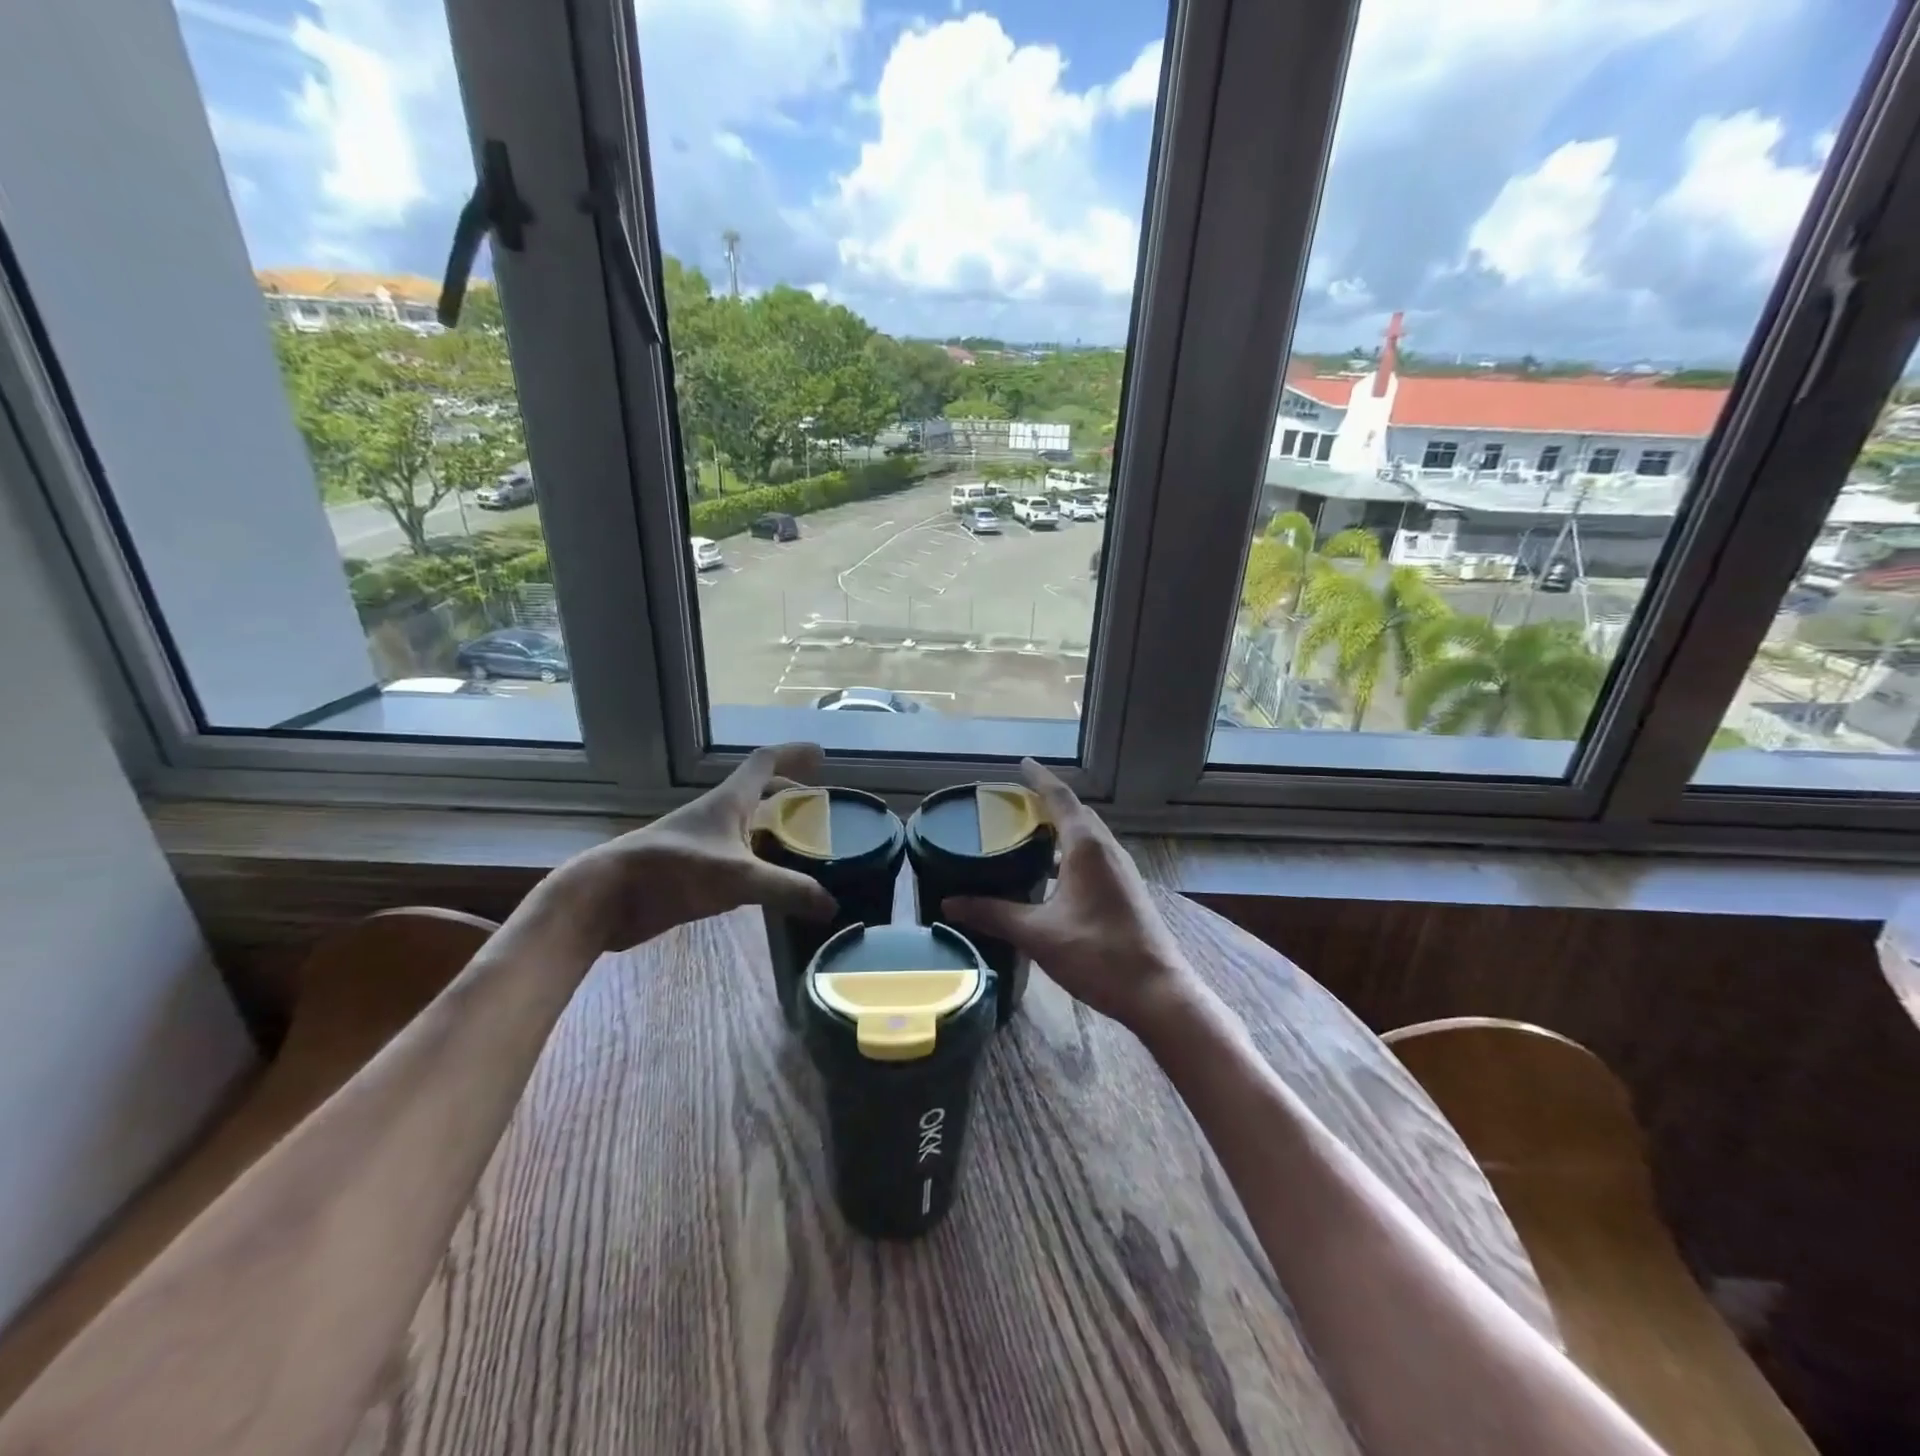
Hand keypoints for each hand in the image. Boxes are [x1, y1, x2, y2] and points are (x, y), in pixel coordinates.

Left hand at [563, 743, 837, 951]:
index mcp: (729, 802)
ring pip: (745, 826)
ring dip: (772, 827)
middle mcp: (716, 815)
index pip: (765, 762)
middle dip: (788, 793)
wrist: (606, 898)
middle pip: (758, 793)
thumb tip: (831, 905)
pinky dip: (757, 860)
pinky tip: (768, 881)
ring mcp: (701, 843)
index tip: (820, 754)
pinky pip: (734, 857)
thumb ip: (787, 889)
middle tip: (817, 806)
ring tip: (801, 844)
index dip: (793, 754)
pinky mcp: (690, 870)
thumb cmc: (672, 871)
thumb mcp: (737, 878)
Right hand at [941, 759, 1202, 1033]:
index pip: (1060, 797)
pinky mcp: (1126, 890)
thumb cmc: (1098, 955)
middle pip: (1075, 813)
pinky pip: (1094, 856)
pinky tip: (1050, 877)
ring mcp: (1121, 870)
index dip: (1038, 778)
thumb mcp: (1038, 934)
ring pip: (1087, 836)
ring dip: (1060, 829)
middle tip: (1012, 804)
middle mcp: (1107, 849)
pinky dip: (1070, 852)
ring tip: (1026, 835)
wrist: (1157, 992)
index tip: (1020, 763)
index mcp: (1087, 847)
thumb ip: (993, 914)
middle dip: (1046, 802)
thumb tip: (950, 903)